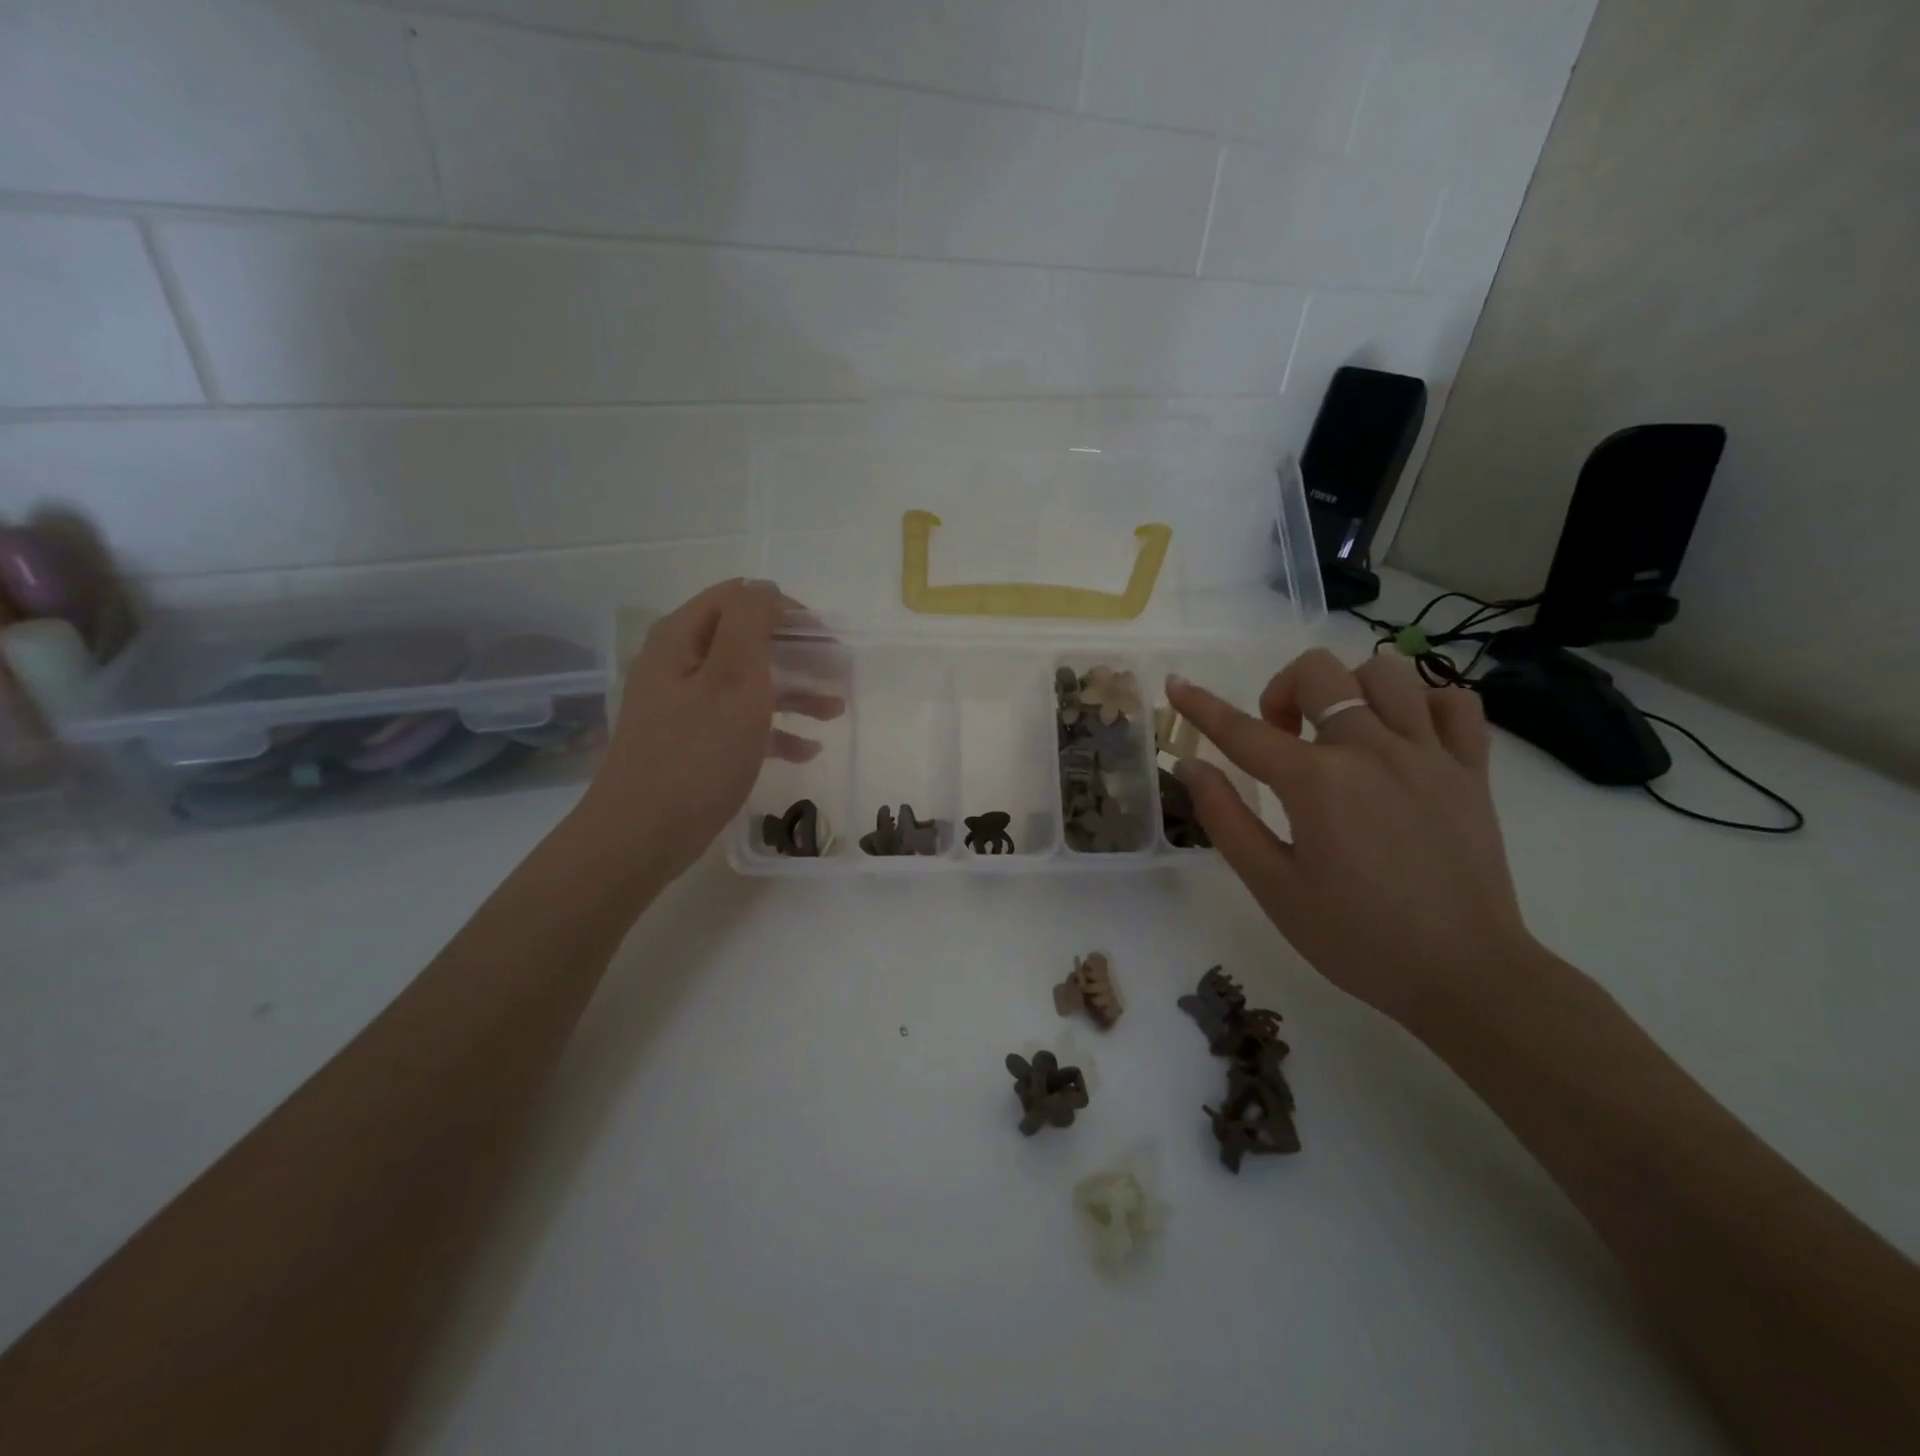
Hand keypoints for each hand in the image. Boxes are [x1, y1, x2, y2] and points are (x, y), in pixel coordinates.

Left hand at [578, 580, 841, 879]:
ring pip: (748, 684)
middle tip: (838, 669)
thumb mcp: (733, 678)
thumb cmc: (697, 752)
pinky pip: (740, 723)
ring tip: (835, 710)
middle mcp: (679, 665)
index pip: (738, 599)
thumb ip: (751, 623)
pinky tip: (807, 750)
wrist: (643, 834)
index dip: (784, 609)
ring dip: (793, 692)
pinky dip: (774, 731)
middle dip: (796, 653)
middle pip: (746, 641)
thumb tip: (764, 588)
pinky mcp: (692, 743)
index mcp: (682, 639)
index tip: (825, 635)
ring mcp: (684, 706)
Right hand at [1166, 649, 1538, 1025]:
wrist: (1463, 976)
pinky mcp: (1473, 770)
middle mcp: (1371, 751)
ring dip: (1349, 690)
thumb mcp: (1272, 886)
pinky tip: (1403, 736)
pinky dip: (1423, 704)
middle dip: (1283, 693)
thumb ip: (1226, 818)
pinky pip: (1454, 702)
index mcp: (1316, 782)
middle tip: (1281, 740)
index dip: (1201, 706)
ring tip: (1340, 733)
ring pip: (1386, 672)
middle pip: (1319, 673)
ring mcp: (1429, 755)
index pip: (1242, 730)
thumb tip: (1190, 765)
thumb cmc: (1355, 937)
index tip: (1176, 684)